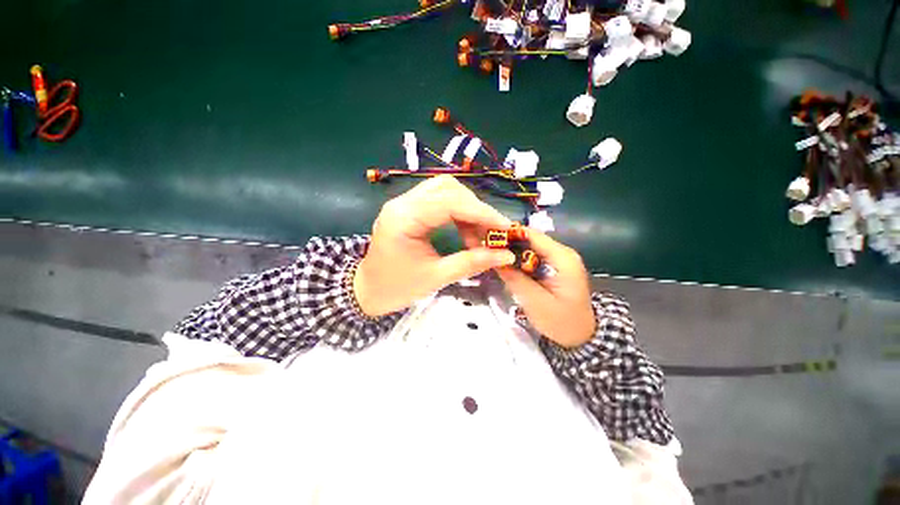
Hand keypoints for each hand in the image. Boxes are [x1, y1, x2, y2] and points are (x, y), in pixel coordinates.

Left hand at [354, 176, 516, 316]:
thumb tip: (506, 254)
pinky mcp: (410, 209)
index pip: (449, 202)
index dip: (481, 213)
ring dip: (468, 210)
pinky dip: (459, 214)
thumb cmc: (397, 287)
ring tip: (479, 236)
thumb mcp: (436, 277)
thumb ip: (471, 262)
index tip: (505, 227)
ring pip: (446, 191)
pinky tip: (466, 231)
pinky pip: (440, 201)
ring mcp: (405, 203)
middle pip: (448, 189)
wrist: (369, 290)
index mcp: (404, 217)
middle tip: (491, 233)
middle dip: (476, 209)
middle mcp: (403, 202)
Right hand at [496, 230, 595, 348]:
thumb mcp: (535, 301)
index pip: (532, 235)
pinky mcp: (555, 266)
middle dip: (508, 244)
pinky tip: (507, 267)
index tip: (487, 240)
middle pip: (530, 239)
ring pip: (530, 248)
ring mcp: (559, 259)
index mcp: (562, 257)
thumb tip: (494, 258)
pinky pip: (533, 257)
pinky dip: (519, 261)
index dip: (508, 235)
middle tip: (486, 252)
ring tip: (493, 258)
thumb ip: (514, 278)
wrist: (581, 336)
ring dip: (513, 253)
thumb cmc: (561, 321)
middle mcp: (562, 252)